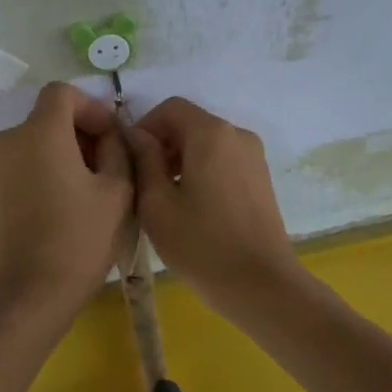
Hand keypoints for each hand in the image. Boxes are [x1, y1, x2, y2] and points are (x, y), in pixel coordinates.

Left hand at [0, 83, 132, 316]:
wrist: (26, 297)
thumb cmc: (78, 241)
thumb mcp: (117, 192)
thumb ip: (117, 150)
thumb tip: (109, 136)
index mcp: (39, 132)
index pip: (62, 93)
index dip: (92, 107)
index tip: (112, 137)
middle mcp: (6, 141)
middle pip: (46, 119)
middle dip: (79, 134)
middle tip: (107, 167)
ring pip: (32, 145)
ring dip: (60, 155)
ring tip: (85, 193)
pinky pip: (17, 169)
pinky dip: (40, 174)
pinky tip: (59, 209)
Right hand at [122, 98, 302, 311]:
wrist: (260, 284)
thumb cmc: (201, 244)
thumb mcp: (157, 203)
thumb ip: (143, 160)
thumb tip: (136, 136)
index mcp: (211, 133)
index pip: (170, 108)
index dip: (144, 127)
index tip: (130, 160)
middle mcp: (237, 135)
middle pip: (190, 124)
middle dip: (162, 145)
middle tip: (142, 184)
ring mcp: (255, 157)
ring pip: (207, 144)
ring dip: (181, 160)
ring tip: (164, 200)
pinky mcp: (261, 179)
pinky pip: (224, 161)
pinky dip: (202, 171)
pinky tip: (192, 208)